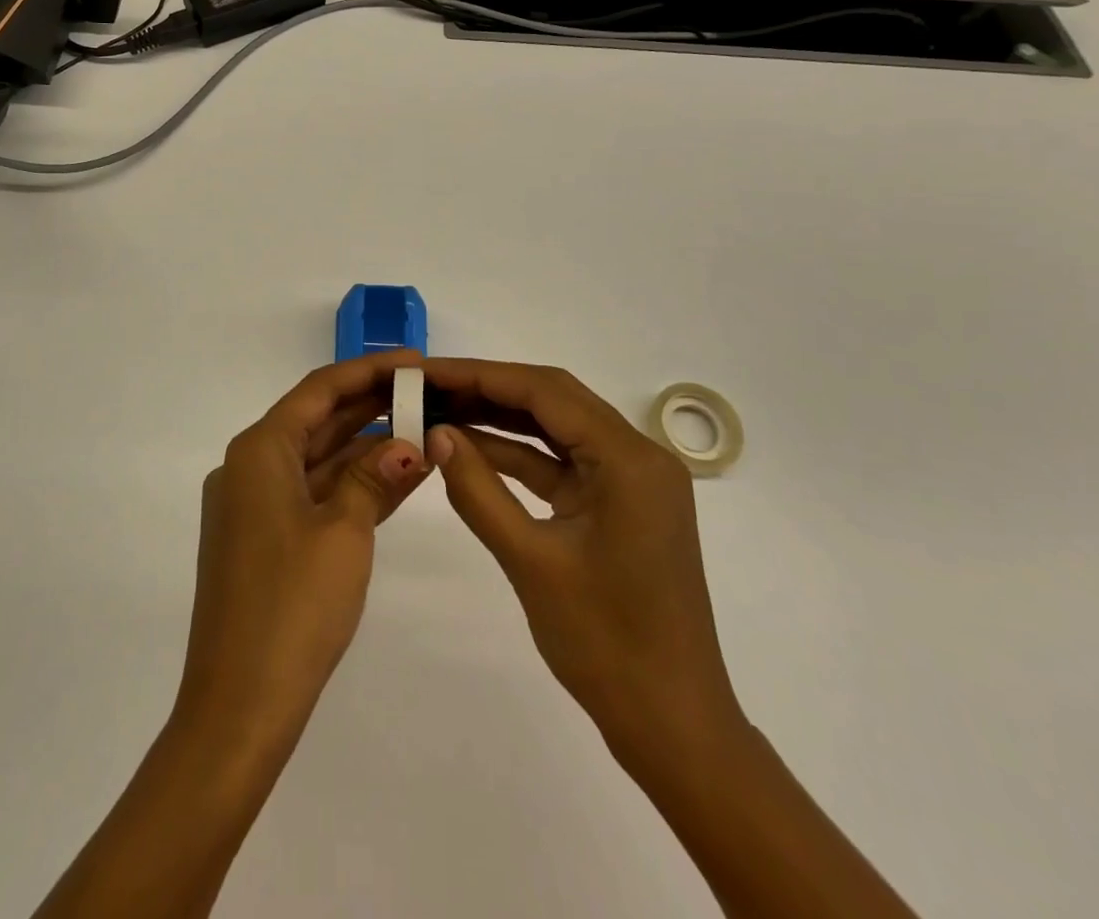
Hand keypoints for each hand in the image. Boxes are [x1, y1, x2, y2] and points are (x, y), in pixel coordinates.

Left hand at [176, 351, 430, 745]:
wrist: (239, 707)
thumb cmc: (291, 606)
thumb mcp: (344, 533)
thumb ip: (375, 478)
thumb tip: (410, 444)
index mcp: (259, 451)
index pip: (320, 391)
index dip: (369, 371)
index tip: (415, 361)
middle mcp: (251, 467)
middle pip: (319, 420)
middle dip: (373, 405)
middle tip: (428, 392)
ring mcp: (256, 505)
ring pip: (320, 458)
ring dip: (369, 447)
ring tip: (425, 429)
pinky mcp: (266, 539)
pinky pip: (316, 494)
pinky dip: (354, 484)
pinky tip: (401, 477)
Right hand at [423, 359, 742, 763]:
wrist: (671, 726)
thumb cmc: (606, 644)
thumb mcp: (530, 561)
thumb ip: (478, 490)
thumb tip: (436, 433)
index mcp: (629, 459)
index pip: (545, 392)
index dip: (480, 376)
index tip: (426, 372)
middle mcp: (638, 455)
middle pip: (553, 400)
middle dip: (487, 390)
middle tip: (428, 387)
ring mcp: (631, 480)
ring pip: (556, 428)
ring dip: (500, 419)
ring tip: (440, 409)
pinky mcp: (619, 504)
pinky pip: (562, 463)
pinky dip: (519, 455)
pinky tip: (471, 450)